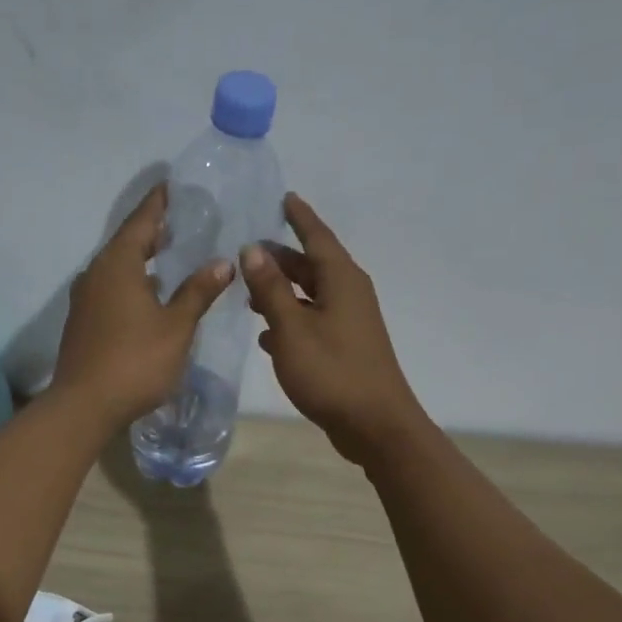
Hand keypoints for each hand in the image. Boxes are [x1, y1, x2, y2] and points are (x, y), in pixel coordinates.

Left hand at [55, 183, 233, 426]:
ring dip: (142, 261)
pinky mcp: (83, 322)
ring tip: (171, 258)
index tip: (173, 186)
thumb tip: (222, 261)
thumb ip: (198, 292)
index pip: (141, 221)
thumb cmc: (135, 361)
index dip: (159, 203)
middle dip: (153, 232)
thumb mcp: (176, 327)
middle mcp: (96, 274)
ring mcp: (85, 299)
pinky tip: (150, 296)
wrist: (84, 405)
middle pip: (126, 242)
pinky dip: (132, 283)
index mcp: (118, 264)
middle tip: (181, 222)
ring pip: (117, 268)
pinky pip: (111, 289)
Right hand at [243, 193, 426, 465]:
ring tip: (249, 294)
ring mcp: (349, 323)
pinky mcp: (345, 348)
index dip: (299, 217)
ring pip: (310, 296)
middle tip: (248, 253)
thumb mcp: (292, 328)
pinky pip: (313, 322)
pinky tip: (267, 336)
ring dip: (282, 292)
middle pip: (312, 266)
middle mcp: (349, 294)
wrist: (373, 424)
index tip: (284, 198)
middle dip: (281, 259)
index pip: (318, 237)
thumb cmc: (331, 371)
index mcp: (341, 280)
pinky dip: (291, 322)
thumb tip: (252, 249)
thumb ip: (271, 289)